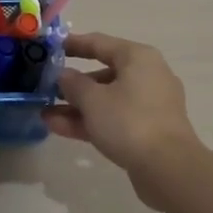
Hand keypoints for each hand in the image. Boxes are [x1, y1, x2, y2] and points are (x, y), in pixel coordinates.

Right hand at [44, 31, 207, 204]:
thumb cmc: (129, 121)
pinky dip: (91, 121)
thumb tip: (64, 75)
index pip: (99, 43)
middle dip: (72, 84)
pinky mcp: (149, 130)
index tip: (49, 47)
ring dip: (76, 106)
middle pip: (103, 73)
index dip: (72, 44)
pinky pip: (115, 118)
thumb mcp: (93, 99)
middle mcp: (147, 75)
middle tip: (45, 88)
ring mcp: (150, 105)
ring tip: (44, 114)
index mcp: (138, 57)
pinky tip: (60, 128)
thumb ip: (73, 84)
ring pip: (107, 99)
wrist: (169, 169)